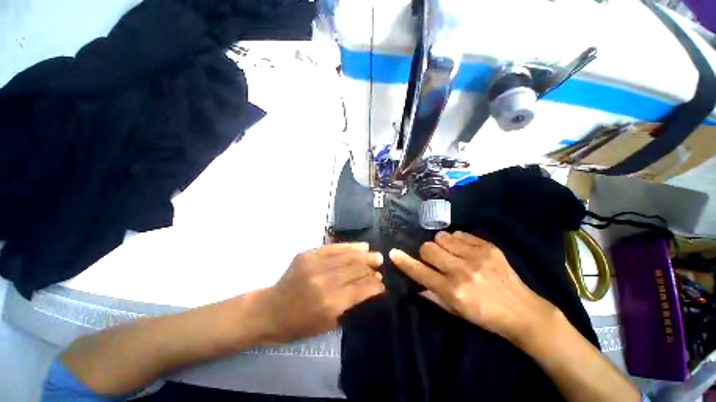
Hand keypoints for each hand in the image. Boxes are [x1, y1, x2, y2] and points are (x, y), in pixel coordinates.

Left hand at [258, 243, 384, 343]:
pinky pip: (334, 247)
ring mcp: (315, 264)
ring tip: (375, 255)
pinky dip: (350, 246)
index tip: (382, 283)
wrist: (270, 310)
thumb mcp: (328, 325)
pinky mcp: (308, 254)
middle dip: (371, 268)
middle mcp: (324, 281)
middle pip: (356, 268)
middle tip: (380, 266)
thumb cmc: (299, 324)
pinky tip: (361, 246)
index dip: (375, 284)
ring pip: (348, 256)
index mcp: (330, 303)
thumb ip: (351, 306)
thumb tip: (370, 288)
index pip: (362, 288)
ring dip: (364, 255)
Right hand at [389, 231, 557, 342]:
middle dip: (426, 252)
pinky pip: (460, 234)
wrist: (523, 311)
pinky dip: (457, 240)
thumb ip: (432, 295)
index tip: (393, 253)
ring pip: (442, 237)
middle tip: (434, 259)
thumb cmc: (485, 316)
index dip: (403, 261)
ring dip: (441, 244)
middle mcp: (461, 271)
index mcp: (452, 290)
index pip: (419, 271)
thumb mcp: (455, 312)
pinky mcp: (489, 247)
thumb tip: (415, 282)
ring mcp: (477, 256)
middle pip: (428, 247)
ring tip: (449, 252)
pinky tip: (464, 249)